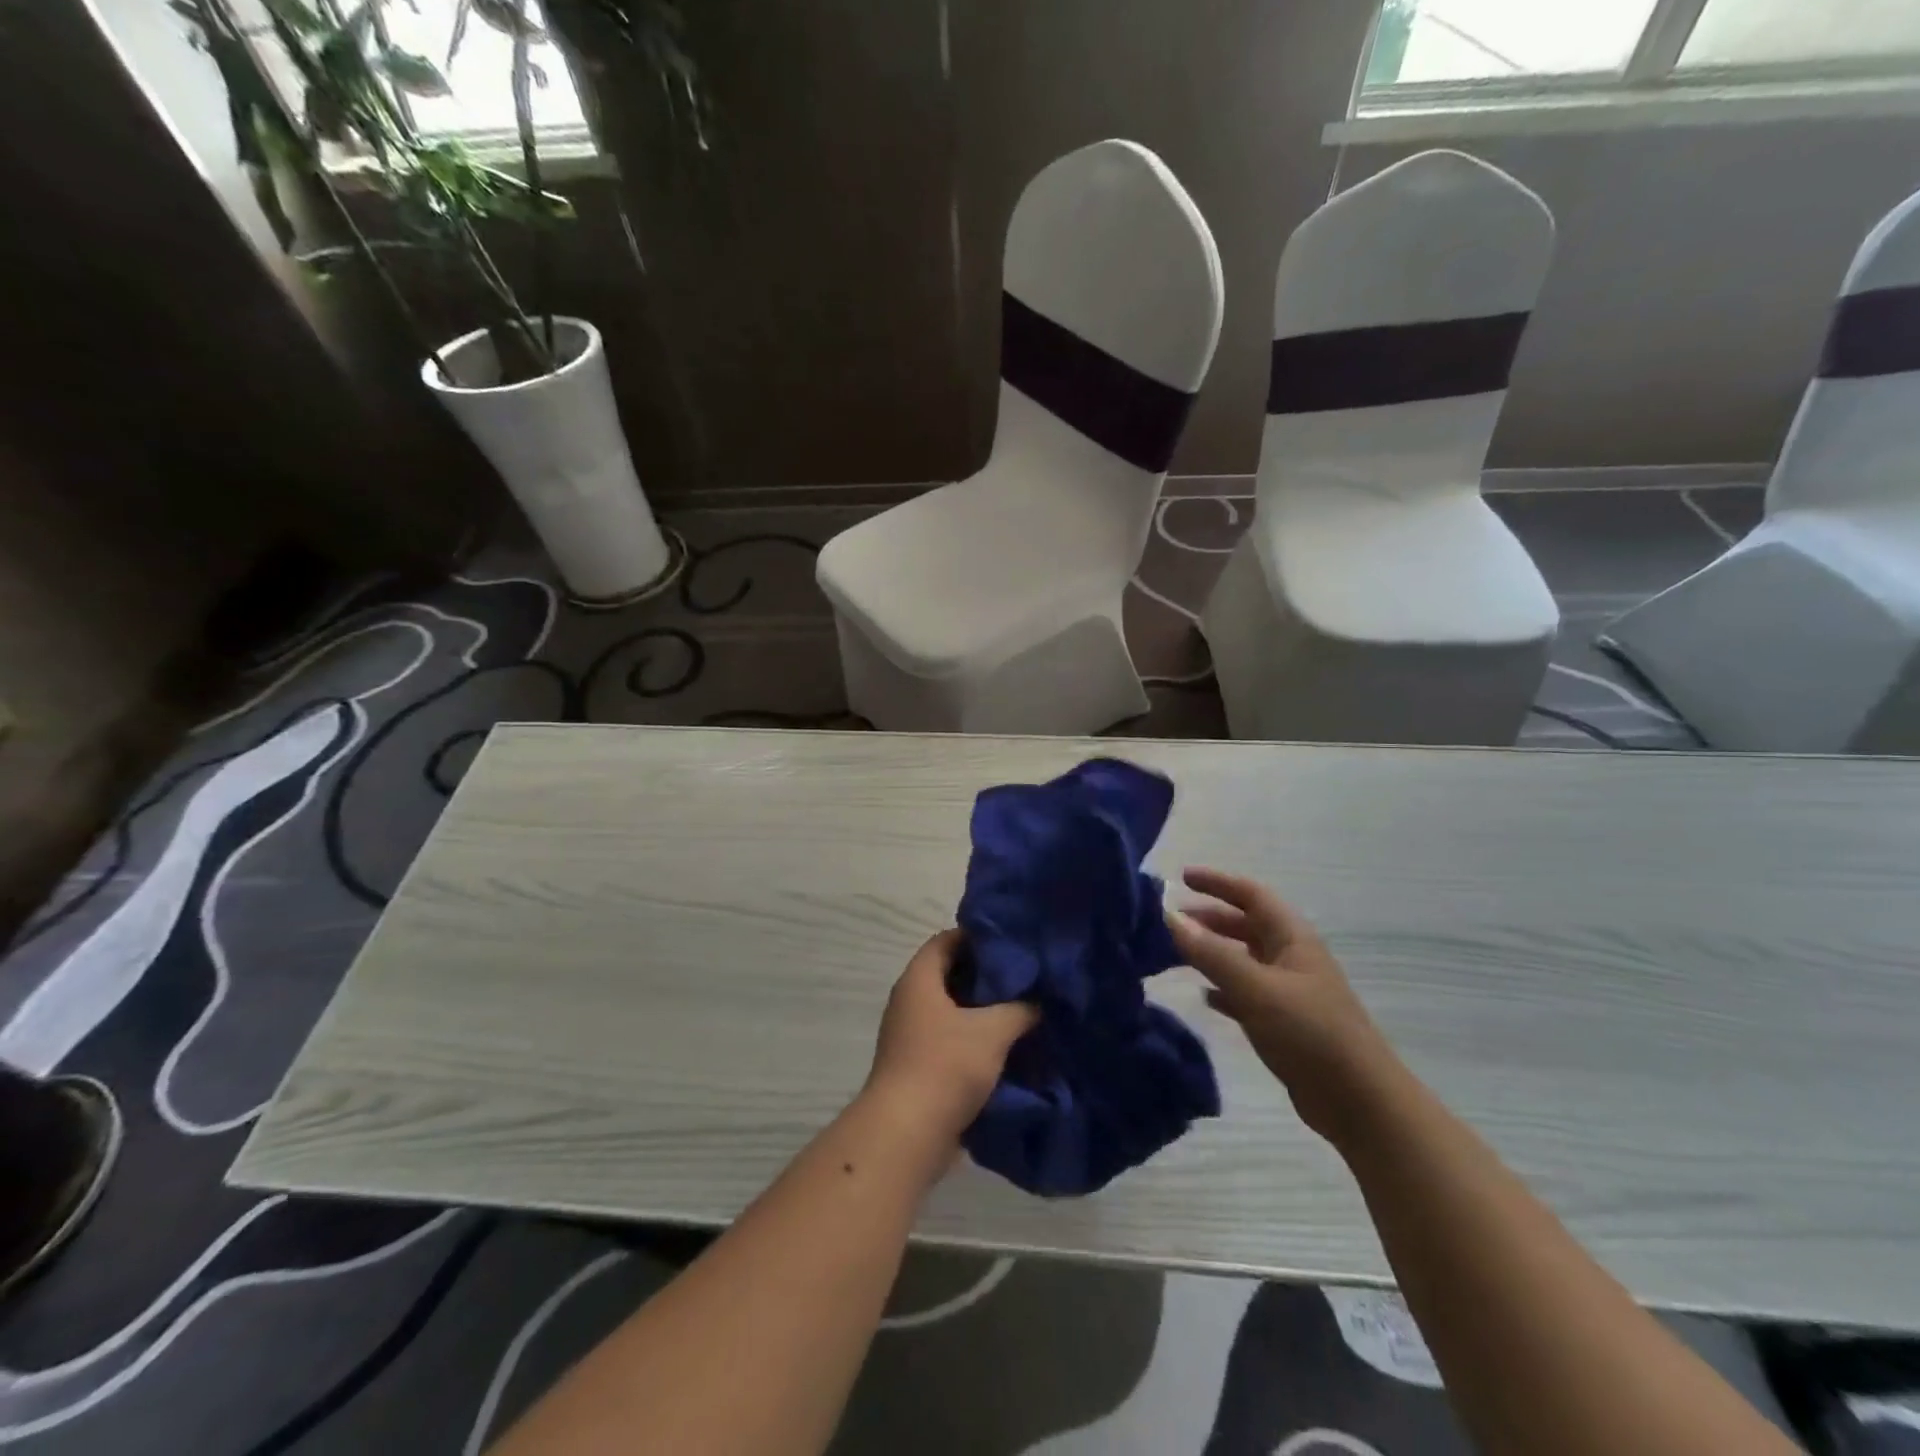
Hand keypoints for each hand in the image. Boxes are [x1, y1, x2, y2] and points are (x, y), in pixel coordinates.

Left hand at [864, 930, 1038, 1141]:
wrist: (907, 1134)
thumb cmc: (946, 1066)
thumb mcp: (992, 1031)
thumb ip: (1019, 1009)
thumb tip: (1038, 1002)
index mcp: (919, 980)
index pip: (946, 940)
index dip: (977, 937)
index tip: (1011, 943)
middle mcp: (909, 1001)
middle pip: (949, 974)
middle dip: (985, 976)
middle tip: (1023, 977)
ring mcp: (909, 1035)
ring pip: (950, 1010)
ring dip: (981, 1011)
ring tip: (1021, 1011)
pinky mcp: (916, 1065)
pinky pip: (949, 1039)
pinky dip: (973, 1039)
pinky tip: (1004, 1047)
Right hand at [1167, 867, 1397, 1145]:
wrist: (1359, 1102)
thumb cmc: (1309, 1033)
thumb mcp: (1255, 988)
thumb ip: (1211, 953)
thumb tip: (1169, 916)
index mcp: (1292, 938)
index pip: (1251, 895)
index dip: (1217, 882)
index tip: (1182, 877)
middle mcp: (1291, 957)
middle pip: (1246, 924)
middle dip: (1210, 917)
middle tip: (1171, 919)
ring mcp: (1290, 991)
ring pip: (1244, 958)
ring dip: (1213, 951)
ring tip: (1177, 953)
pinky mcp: (1285, 1023)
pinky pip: (1247, 992)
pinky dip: (1223, 988)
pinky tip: (1204, 996)